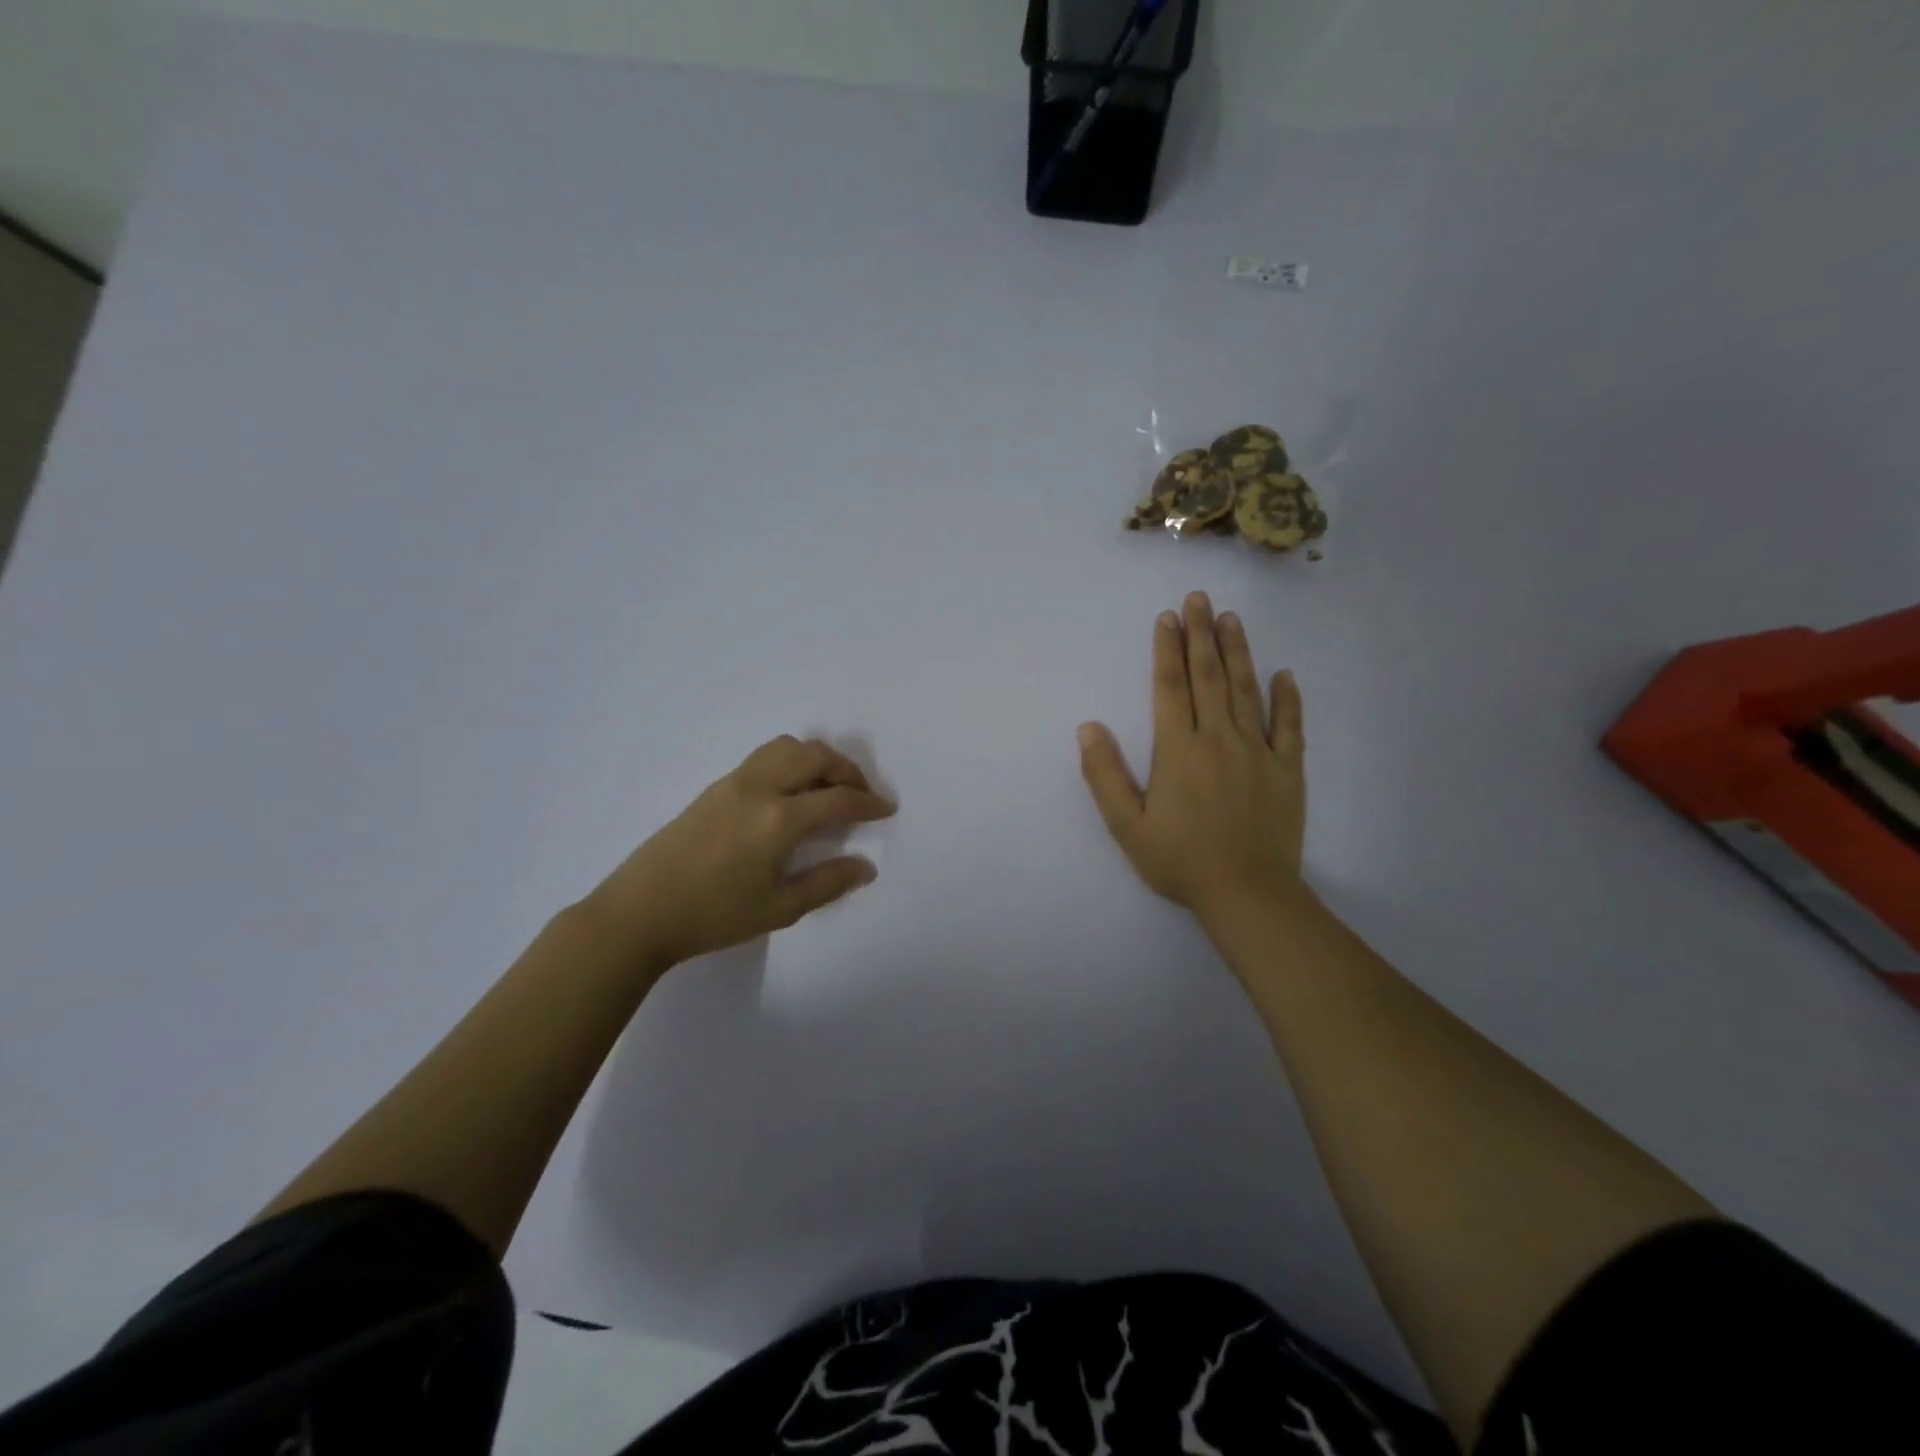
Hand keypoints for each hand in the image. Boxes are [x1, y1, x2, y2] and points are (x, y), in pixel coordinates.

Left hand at [582, 736, 895, 970]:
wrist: (640, 912)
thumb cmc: (714, 916)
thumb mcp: (779, 908)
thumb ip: (828, 883)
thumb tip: (866, 866)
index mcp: (780, 819)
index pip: (838, 799)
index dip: (869, 803)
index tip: (887, 809)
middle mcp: (760, 788)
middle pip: (815, 756)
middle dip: (847, 770)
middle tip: (861, 795)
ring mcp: (734, 782)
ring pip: (787, 747)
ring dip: (817, 759)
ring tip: (826, 787)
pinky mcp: (716, 787)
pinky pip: (765, 756)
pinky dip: (791, 761)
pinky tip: (790, 793)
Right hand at [1078, 592, 1305, 925]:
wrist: (1247, 893)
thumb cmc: (1180, 860)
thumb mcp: (1127, 825)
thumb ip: (1105, 774)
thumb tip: (1088, 727)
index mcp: (1178, 749)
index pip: (1171, 687)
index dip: (1166, 649)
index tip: (1166, 618)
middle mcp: (1219, 738)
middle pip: (1208, 677)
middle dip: (1201, 634)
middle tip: (1199, 599)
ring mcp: (1258, 751)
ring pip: (1246, 690)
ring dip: (1237, 652)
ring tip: (1231, 619)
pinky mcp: (1287, 769)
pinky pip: (1289, 726)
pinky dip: (1287, 698)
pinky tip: (1284, 675)